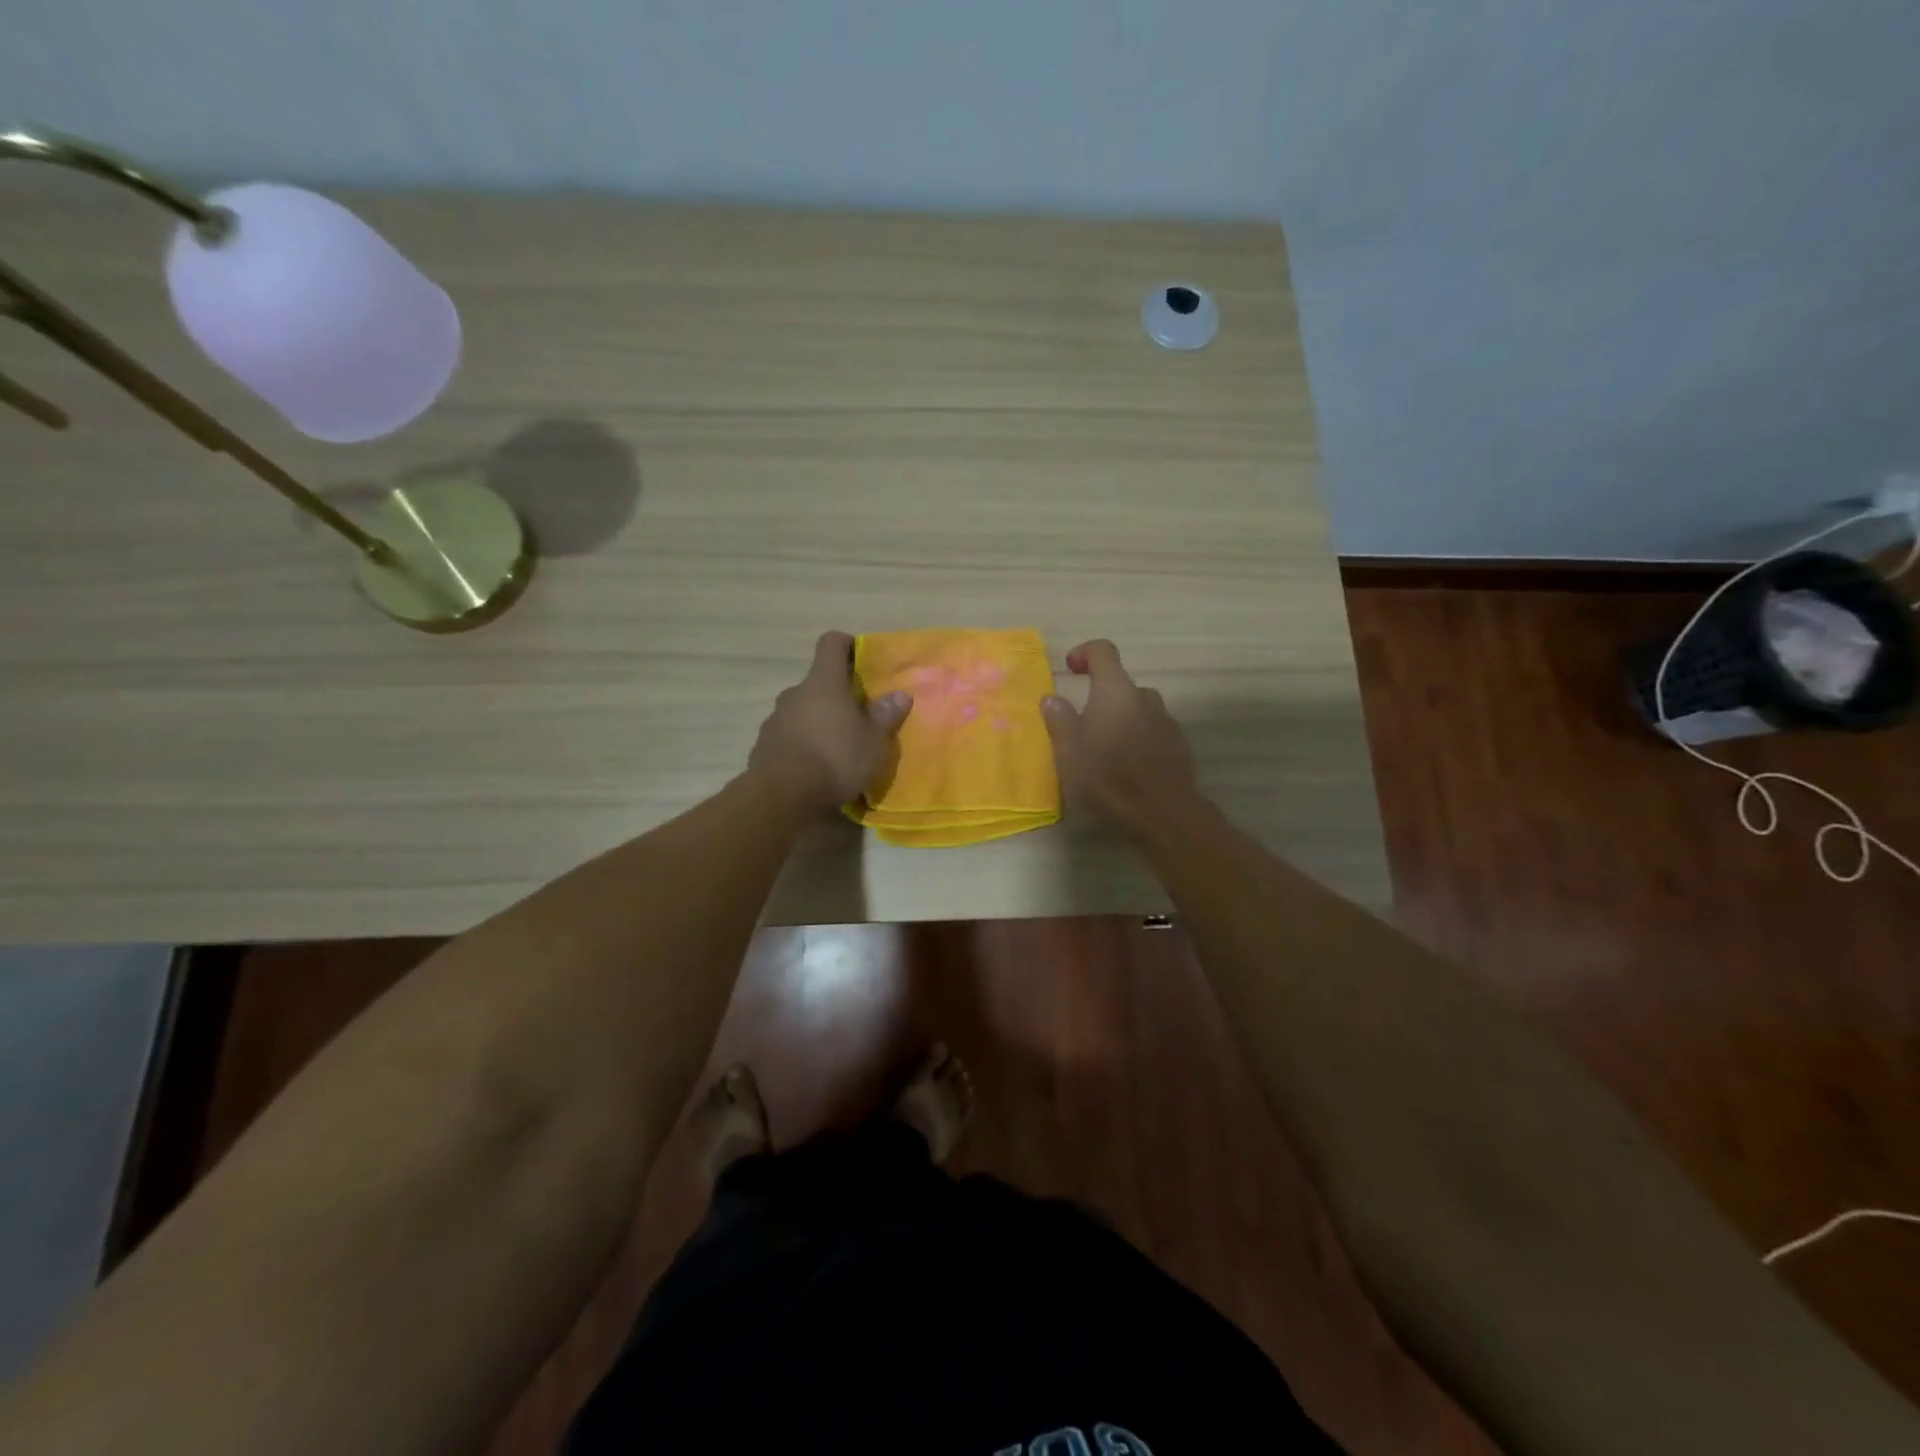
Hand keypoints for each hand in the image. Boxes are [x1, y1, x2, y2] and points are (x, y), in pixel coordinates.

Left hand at [748, 631, 912, 815]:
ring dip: (819, 721)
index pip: (831, 644)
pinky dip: (803, 744)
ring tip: (838, 747)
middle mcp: (795, 693)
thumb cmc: (835, 759)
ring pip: (802, 710)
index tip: (861, 658)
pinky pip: (789, 736)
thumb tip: (900, 694)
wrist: (782, 797)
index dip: (847, 645)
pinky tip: (816, 767)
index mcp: (823, 682)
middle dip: (837, 695)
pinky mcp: (763, 746)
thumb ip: (886, 715)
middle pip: (818, 682)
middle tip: (859, 716)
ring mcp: (775, 719)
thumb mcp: (873, 741)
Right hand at [1042, 639, 1198, 829]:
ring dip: (1120, 720)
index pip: (1103, 652)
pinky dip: (1138, 739)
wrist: (1162, 813)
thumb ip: (1059, 719)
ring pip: (1138, 710)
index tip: (1070, 669)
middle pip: (1121, 685)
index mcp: (1115, 691)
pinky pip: (1153, 732)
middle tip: (1082, 725)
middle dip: (1101, 697)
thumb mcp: (1069, 751)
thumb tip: (1052, 698)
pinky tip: (1127, 768)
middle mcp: (1145, 698)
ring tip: (1104, 750)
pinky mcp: (1179, 746)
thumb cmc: (1107, 776)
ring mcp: (1166, 721)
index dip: (1085, 653)